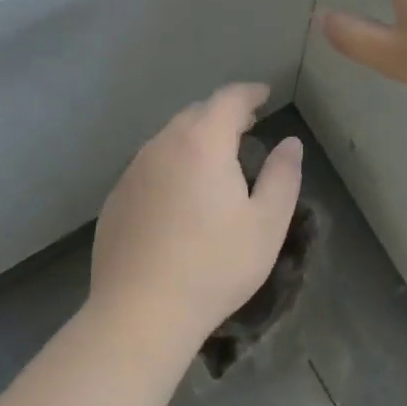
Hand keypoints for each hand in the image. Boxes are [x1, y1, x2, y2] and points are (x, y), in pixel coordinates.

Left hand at [89, 84, 302, 351]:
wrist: (140, 312)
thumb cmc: (215, 266)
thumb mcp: (267, 223)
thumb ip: (283, 175)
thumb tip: (289, 143)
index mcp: (203, 143)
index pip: (228, 99)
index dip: (250, 93)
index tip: (265, 95)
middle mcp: (163, 145)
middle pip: (196, 113)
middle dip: (223, 114)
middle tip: (246, 127)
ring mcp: (133, 171)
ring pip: (169, 138)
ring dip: (195, 139)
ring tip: (215, 161)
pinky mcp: (116, 198)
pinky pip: (150, 166)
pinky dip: (171, 165)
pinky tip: (179, 197)